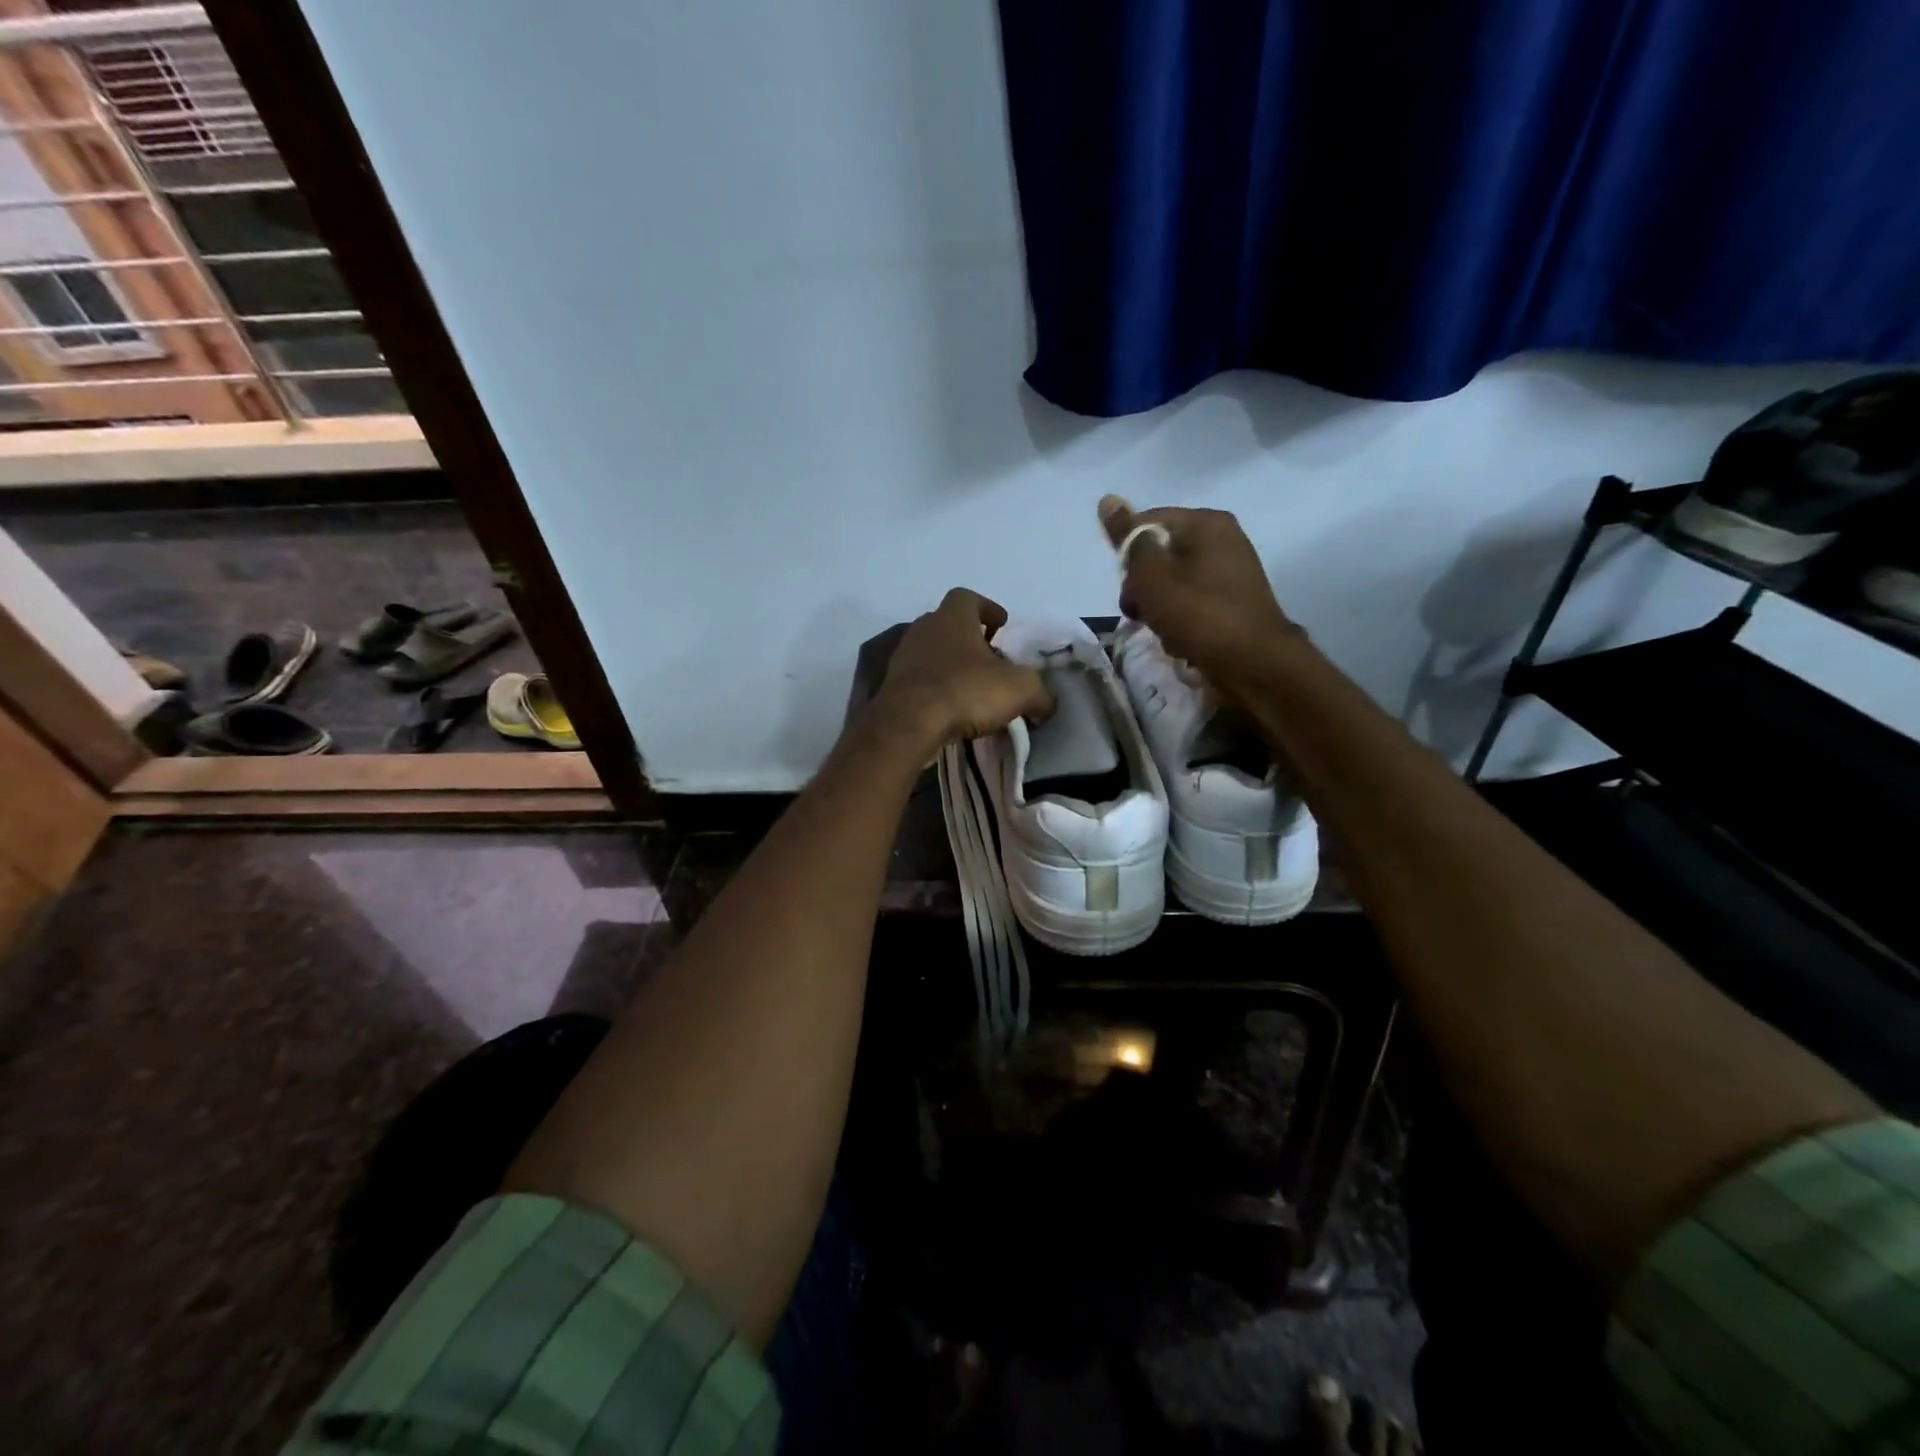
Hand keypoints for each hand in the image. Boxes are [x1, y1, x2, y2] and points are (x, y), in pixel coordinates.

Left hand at [873, 588, 1054, 749]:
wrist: (908, 723)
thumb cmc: (965, 691)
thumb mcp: (1020, 690)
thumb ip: (1040, 693)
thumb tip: (1047, 704)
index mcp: (952, 617)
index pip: (969, 598)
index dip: (988, 609)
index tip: (1001, 626)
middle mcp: (923, 628)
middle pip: (949, 625)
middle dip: (970, 640)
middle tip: (991, 662)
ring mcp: (903, 656)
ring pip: (933, 653)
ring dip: (952, 666)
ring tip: (973, 689)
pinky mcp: (892, 685)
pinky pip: (920, 680)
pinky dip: (936, 688)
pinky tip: (951, 709)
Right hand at [1098, 495, 1298, 684]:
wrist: (1253, 665)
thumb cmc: (1198, 614)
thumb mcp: (1152, 575)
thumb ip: (1129, 539)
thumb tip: (1108, 499)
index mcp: (1206, 522)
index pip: (1146, 522)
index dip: (1127, 555)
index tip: (1126, 586)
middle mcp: (1223, 539)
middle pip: (1159, 554)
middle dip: (1142, 586)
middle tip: (1140, 612)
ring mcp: (1231, 573)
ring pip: (1173, 583)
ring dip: (1158, 608)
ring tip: (1163, 630)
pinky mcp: (1233, 603)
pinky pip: (1192, 603)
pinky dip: (1180, 620)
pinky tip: (1181, 639)